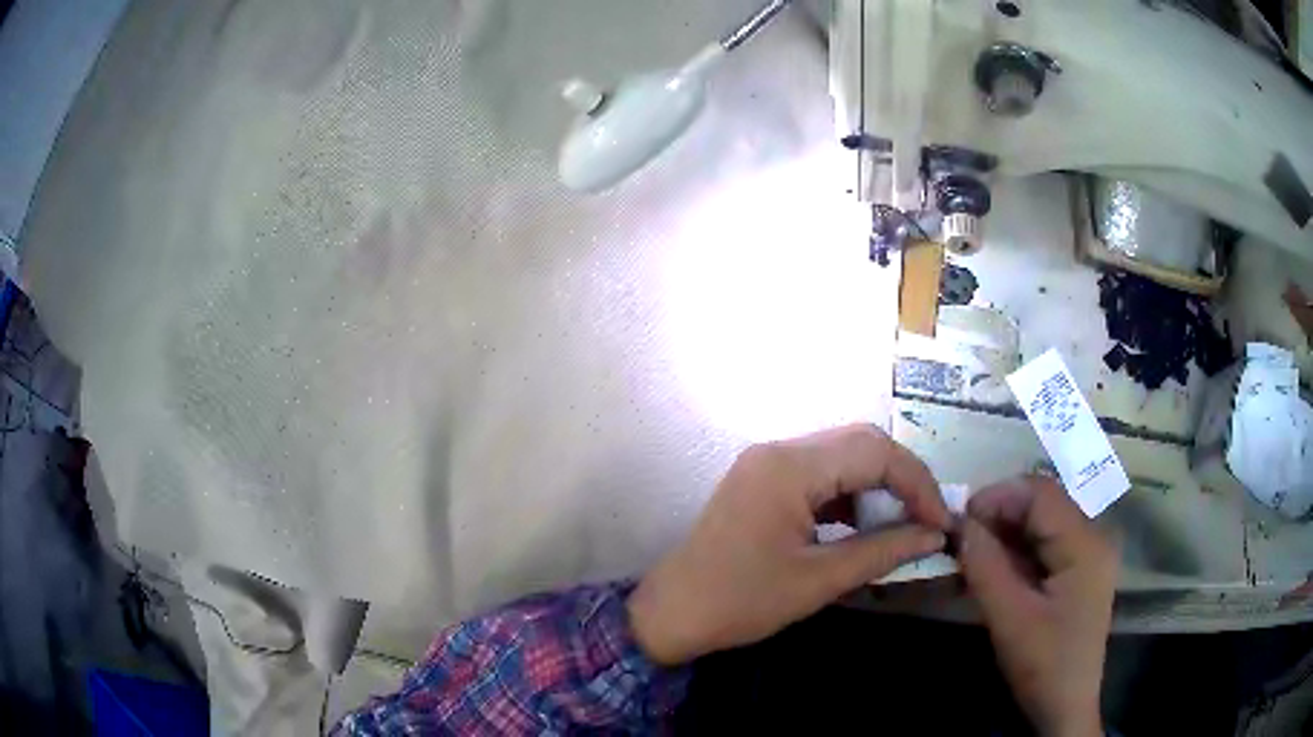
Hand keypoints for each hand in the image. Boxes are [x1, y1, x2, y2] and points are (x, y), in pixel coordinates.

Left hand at [628, 424, 949, 665]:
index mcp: (789, 468)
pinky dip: (851, 496)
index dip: (918, 483)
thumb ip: (883, 552)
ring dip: (878, 486)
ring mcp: (768, 463)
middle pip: (861, 443)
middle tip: (926, 520)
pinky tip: (866, 526)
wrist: (672, 613)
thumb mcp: (819, 581)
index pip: (874, 452)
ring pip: (843, 456)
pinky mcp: (764, 480)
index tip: (940, 522)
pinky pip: (821, 475)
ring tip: (903, 525)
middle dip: (902, 479)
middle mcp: (779, 451)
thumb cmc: (740, 602)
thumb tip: (934, 536)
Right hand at [958, 477, 1116, 736]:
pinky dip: (1017, 550)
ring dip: (1005, 532)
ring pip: (1042, 523)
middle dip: (1000, 514)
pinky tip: (993, 568)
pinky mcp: (1080, 570)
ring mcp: (1089, 553)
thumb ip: (986, 567)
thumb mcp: (1010, 618)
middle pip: (1044, 504)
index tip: (959, 519)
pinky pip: (1046, 544)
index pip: (1041, 494)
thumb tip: (961, 524)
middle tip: (961, 539)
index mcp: (1086, 543)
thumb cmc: (1043, 664)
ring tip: (971, 554)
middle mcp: (1094, 537)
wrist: (1066, 705)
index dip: (998, 496)